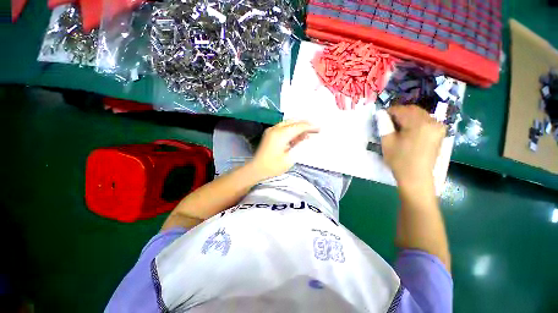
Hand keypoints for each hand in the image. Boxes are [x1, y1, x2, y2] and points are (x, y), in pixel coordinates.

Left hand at [250, 120, 318, 179]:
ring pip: (288, 123)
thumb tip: (305, 137)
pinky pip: (283, 127)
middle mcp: (276, 129)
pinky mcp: (270, 133)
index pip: (298, 126)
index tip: (319, 128)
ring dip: (299, 125)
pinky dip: (292, 129)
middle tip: (315, 128)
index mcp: (281, 135)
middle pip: (293, 121)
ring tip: (308, 131)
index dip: (310, 126)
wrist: (257, 169)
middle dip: (305, 124)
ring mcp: (271, 130)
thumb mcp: (289, 158)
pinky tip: (297, 134)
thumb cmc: (273, 166)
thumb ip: (298, 145)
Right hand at [381, 105, 445, 189]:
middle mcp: (432, 122)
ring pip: (420, 114)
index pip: (402, 110)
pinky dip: (415, 121)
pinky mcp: (439, 133)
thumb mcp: (387, 142)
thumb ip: (384, 125)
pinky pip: (426, 121)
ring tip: (396, 125)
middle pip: (413, 110)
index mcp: (419, 124)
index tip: (381, 116)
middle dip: (399, 113)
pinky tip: (407, 129)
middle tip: (388, 120)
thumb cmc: (399, 160)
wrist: (416, 177)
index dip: (390, 111)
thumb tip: (380, 114)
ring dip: (407, 116)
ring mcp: (438, 127)